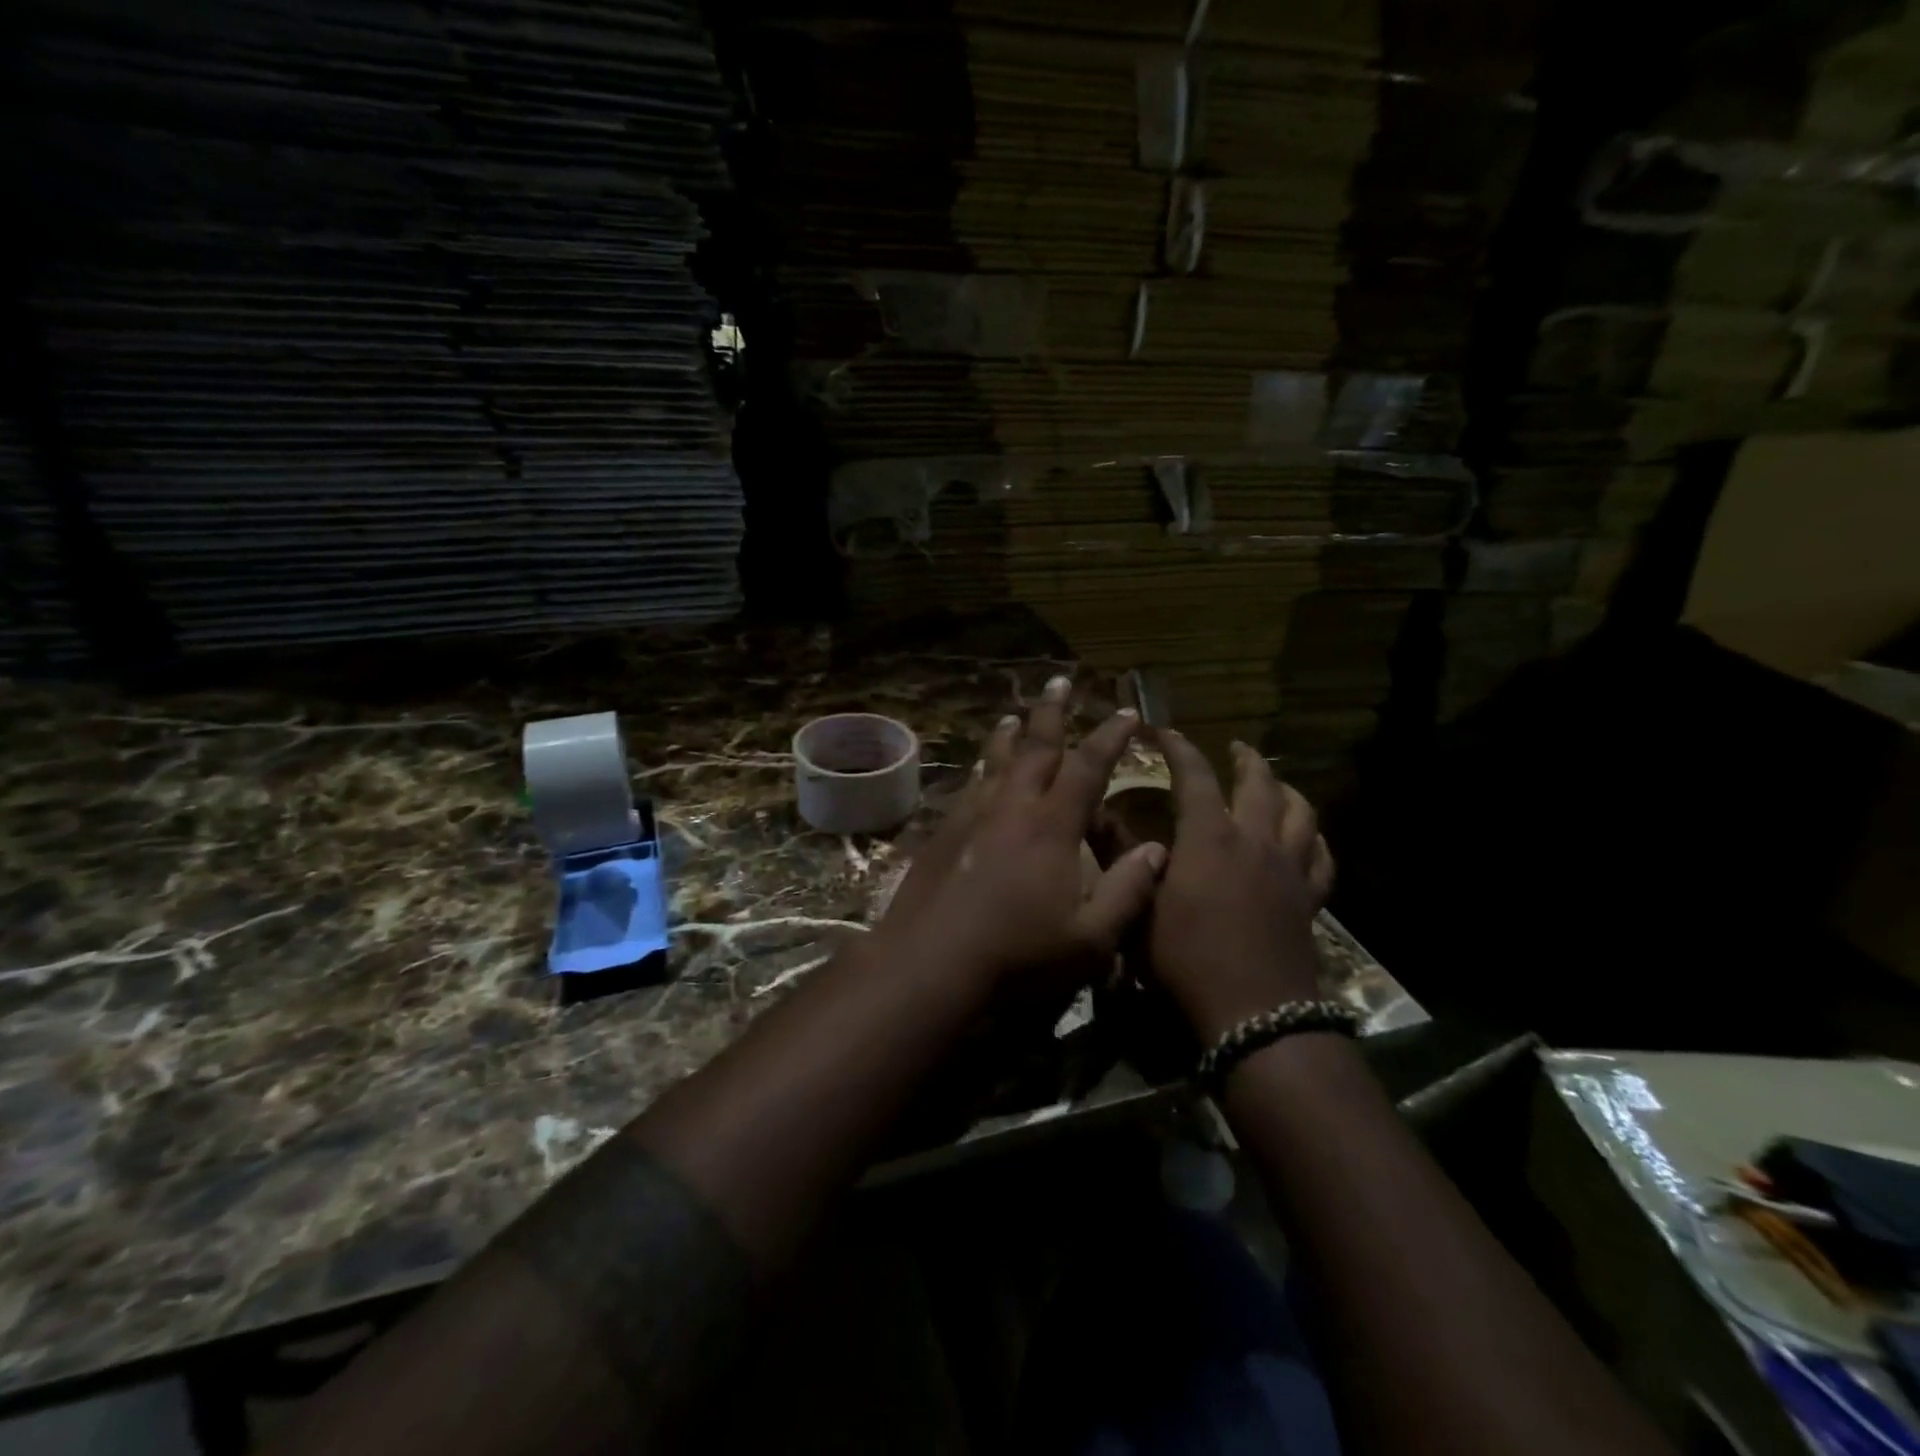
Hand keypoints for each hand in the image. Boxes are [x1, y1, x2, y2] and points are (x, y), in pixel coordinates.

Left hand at [879, 676, 1167, 994]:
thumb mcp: (1090, 939)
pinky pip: (969, 786)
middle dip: (1052, 712)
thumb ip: (1127, 891)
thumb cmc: (1017, 956)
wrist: (930, 964)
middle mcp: (1012, 807)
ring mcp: (972, 816)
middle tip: (1060, 680)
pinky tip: (978, 770)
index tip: (1127, 712)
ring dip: (1009, 734)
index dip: (1110, 737)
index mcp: (1052, 826)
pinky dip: (980, 768)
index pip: (1088, 767)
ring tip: (1014, 715)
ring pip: (995, 761)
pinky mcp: (943, 832)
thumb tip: (1158, 850)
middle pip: (1035, 747)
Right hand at [1149, 733, 1334, 1041]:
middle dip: (1245, 760)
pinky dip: (1315, 839)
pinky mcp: (1309, 899)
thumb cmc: (1185, 959)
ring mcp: (1289, 869)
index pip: (1195, 776)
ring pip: (1301, 813)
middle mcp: (1254, 840)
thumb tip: (1096, 817)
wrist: (1253, 1013)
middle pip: (1259, 784)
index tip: (1166, 732)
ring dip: (1286, 790)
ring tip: (1276, 783)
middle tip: (1236, 748)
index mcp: (1209, 838)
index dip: (1180, 749)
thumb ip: (1120, 859)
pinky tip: (1309, 837)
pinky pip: (1321, 857)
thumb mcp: (1139, 908)